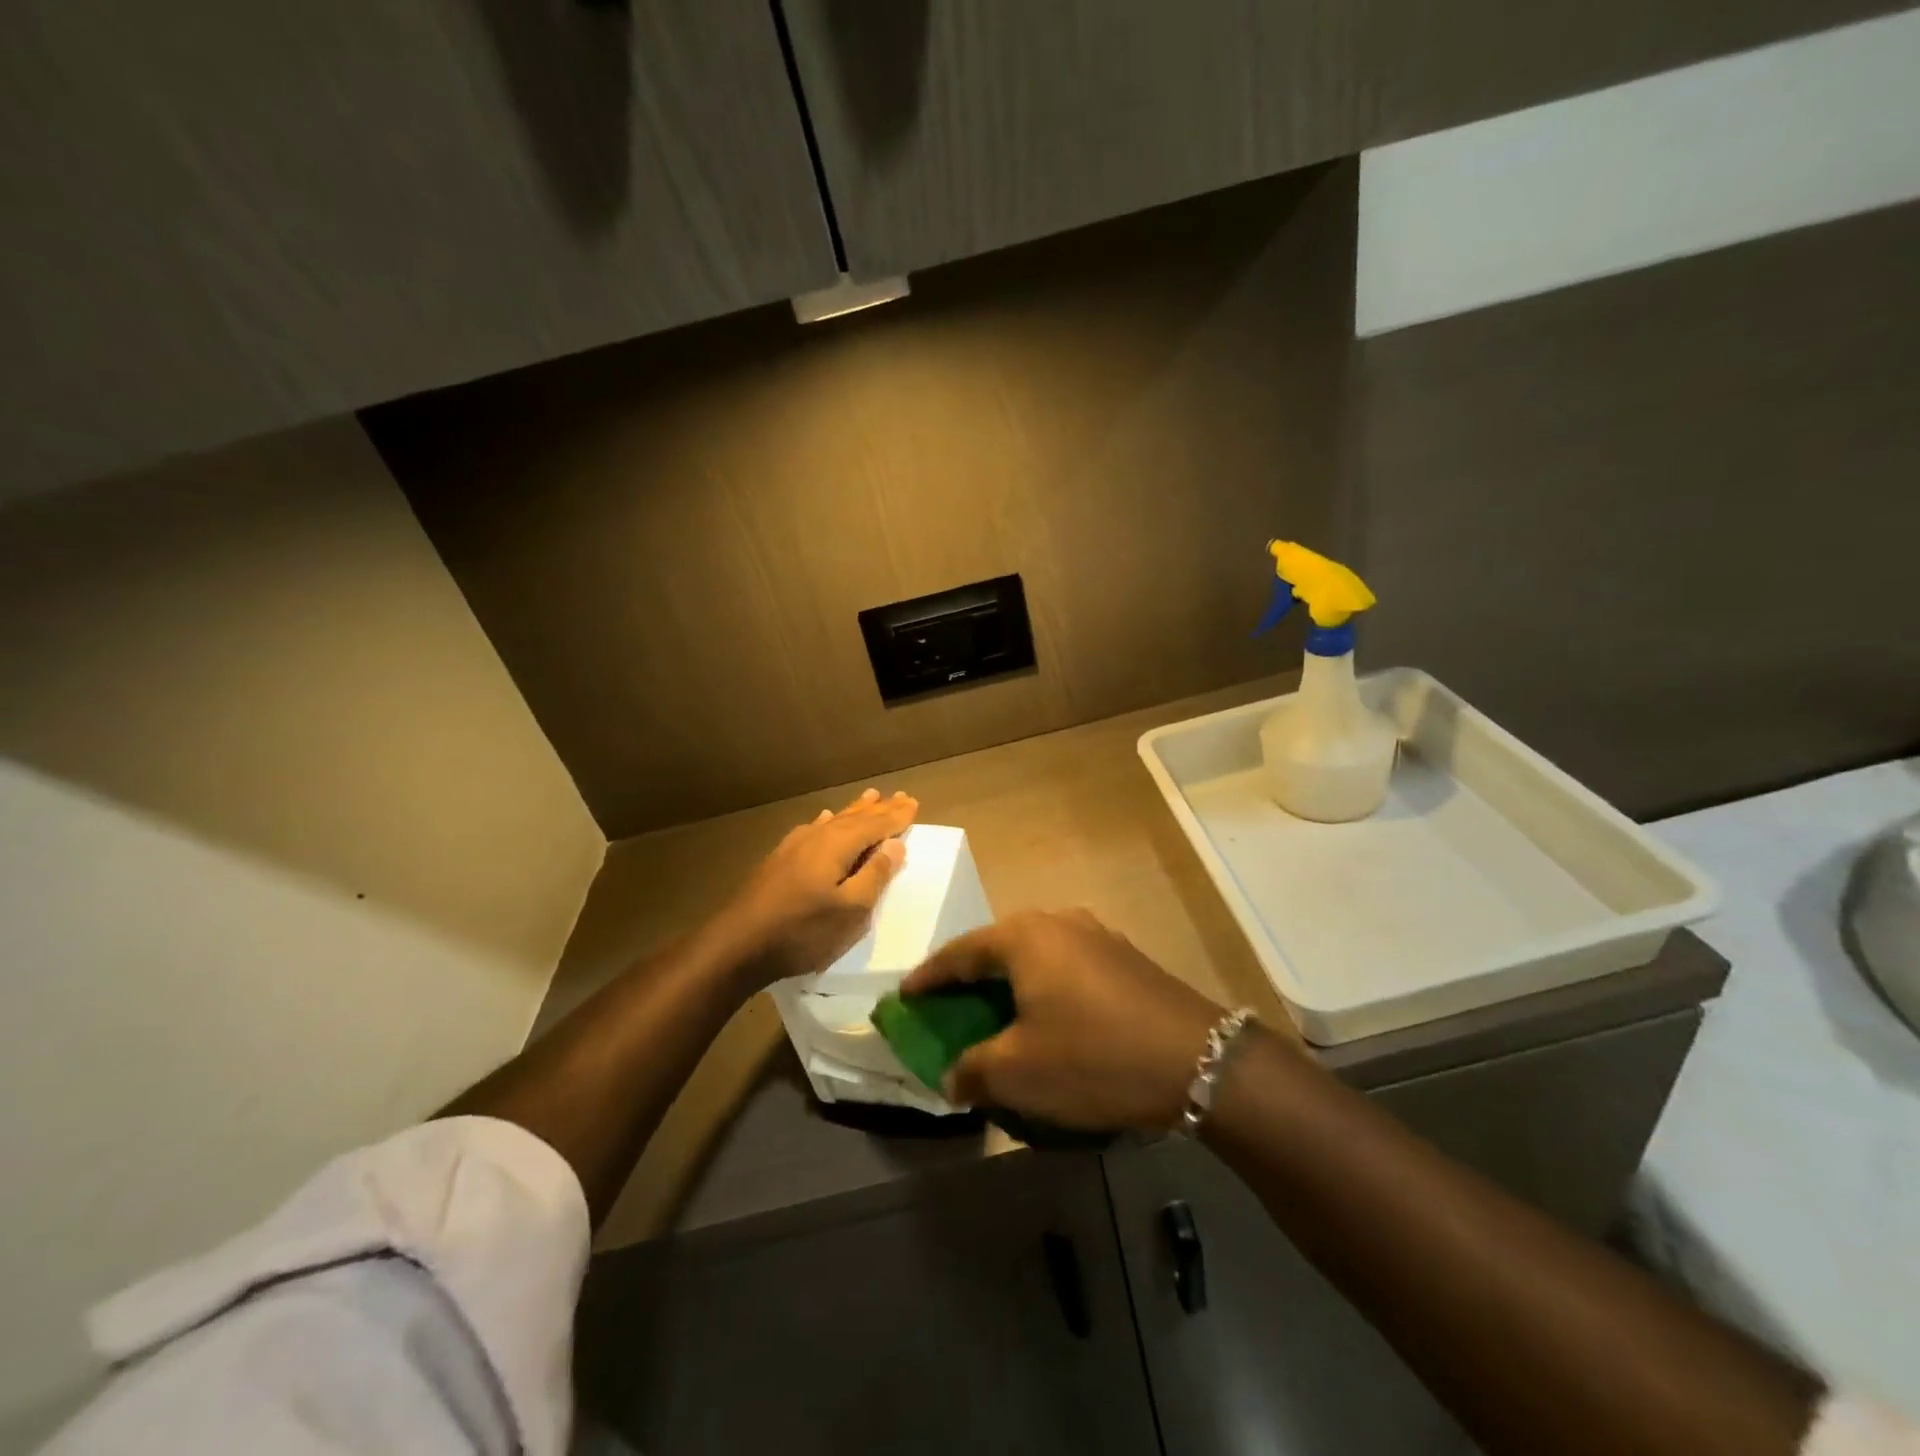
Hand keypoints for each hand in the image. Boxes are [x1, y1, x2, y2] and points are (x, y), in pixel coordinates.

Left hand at [708, 788, 917, 987]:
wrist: (738, 945)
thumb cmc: (802, 930)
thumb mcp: (851, 910)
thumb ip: (875, 875)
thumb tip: (895, 844)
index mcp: (838, 845)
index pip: (876, 825)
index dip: (897, 816)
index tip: (914, 803)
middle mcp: (817, 837)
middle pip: (855, 818)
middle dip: (879, 809)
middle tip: (899, 795)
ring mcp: (794, 847)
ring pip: (833, 821)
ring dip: (855, 810)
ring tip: (869, 797)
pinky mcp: (779, 860)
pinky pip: (813, 829)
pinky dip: (826, 822)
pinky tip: (823, 819)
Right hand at [900, 909, 1226, 1130]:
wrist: (1199, 1060)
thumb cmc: (1093, 1057)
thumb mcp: (1020, 1072)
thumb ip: (973, 1070)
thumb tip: (952, 1077)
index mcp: (1023, 937)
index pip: (959, 952)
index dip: (928, 977)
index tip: (905, 995)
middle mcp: (1057, 922)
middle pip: (997, 947)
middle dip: (969, 978)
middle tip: (947, 1006)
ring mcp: (1096, 935)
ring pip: (1035, 955)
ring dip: (1009, 983)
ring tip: (995, 1012)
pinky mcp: (1124, 957)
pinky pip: (1066, 966)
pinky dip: (1043, 987)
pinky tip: (1047, 1017)